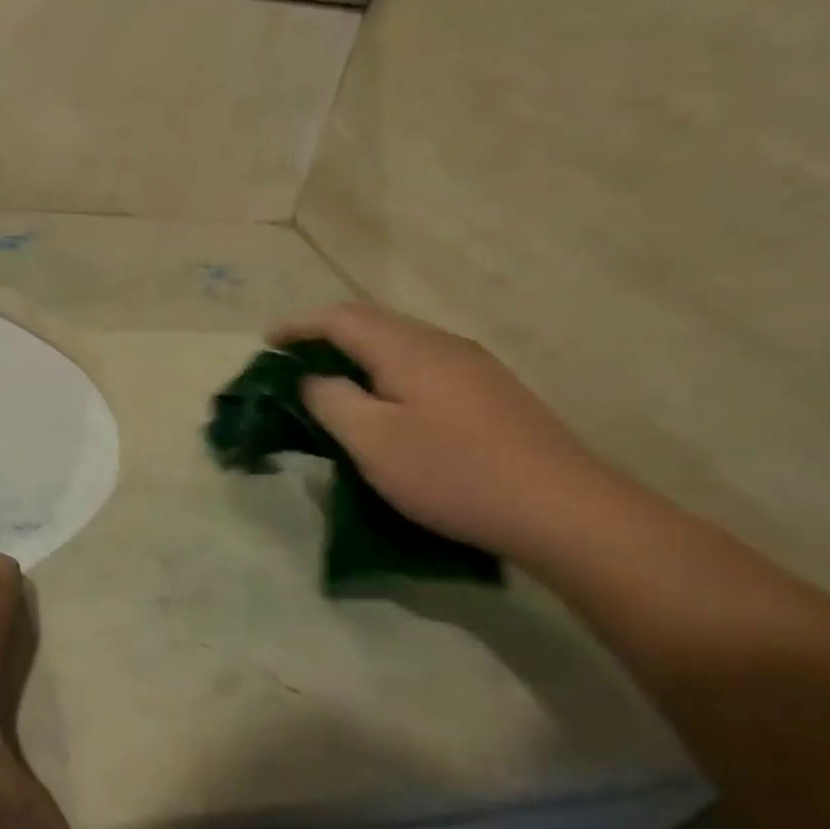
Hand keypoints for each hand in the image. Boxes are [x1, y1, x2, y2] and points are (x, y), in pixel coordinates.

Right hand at [271, 304, 613, 560]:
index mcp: (407, 348)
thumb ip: (331, 401)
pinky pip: (422, 365)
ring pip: (399, 344)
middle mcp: (441, 343)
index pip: (340, 318)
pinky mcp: (490, 392)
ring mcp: (472, 366)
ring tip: (332, 382)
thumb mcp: (372, 441)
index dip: (298, 326)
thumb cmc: (453, 473)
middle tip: (293, 362)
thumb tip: (312, 378)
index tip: (266, 341)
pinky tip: (386, 404)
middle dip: (325, 336)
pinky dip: (387, 373)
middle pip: (372, 323)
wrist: (563, 510)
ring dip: (358, 355)